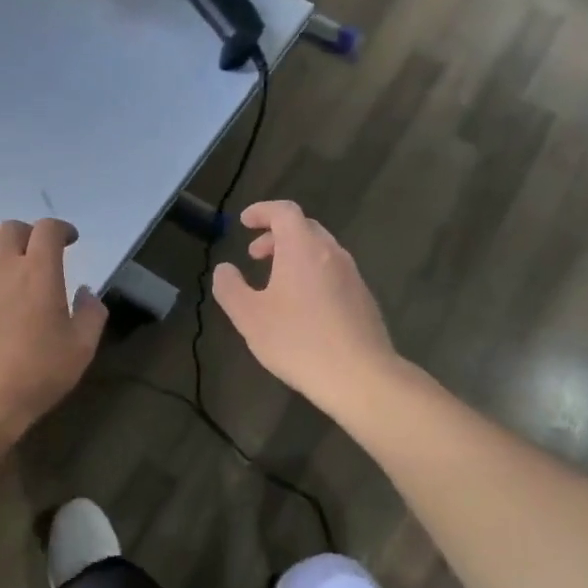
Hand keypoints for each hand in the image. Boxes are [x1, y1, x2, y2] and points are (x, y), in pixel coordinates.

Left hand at [0, 218, 107, 437]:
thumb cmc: (36, 374)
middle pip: (11, 230)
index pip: (47, 229)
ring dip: (1, 257)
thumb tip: (85, 293)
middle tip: (40, 256)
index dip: (61, 229)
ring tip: (10, 282)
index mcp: (37, 272)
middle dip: (29, 234)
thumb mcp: (81, 348)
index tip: (70, 240)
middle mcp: (1, 269)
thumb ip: (90, 313)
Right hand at [213, 201, 396, 412]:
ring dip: (294, 255)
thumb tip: (224, 270)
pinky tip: (301, 306)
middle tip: (255, 255)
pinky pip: (332, 272)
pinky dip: (311, 273)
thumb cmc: (298, 341)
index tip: (244, 222)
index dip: (262, 211)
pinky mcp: (363, 298)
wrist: (360, 376)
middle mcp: (331, 253)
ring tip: (275, 282)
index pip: (284, 211)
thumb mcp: (249, 316)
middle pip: (304, 228)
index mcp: (302, 248)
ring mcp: (352, 275)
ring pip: (320, 250)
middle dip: (276, 235)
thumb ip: (230, 288)